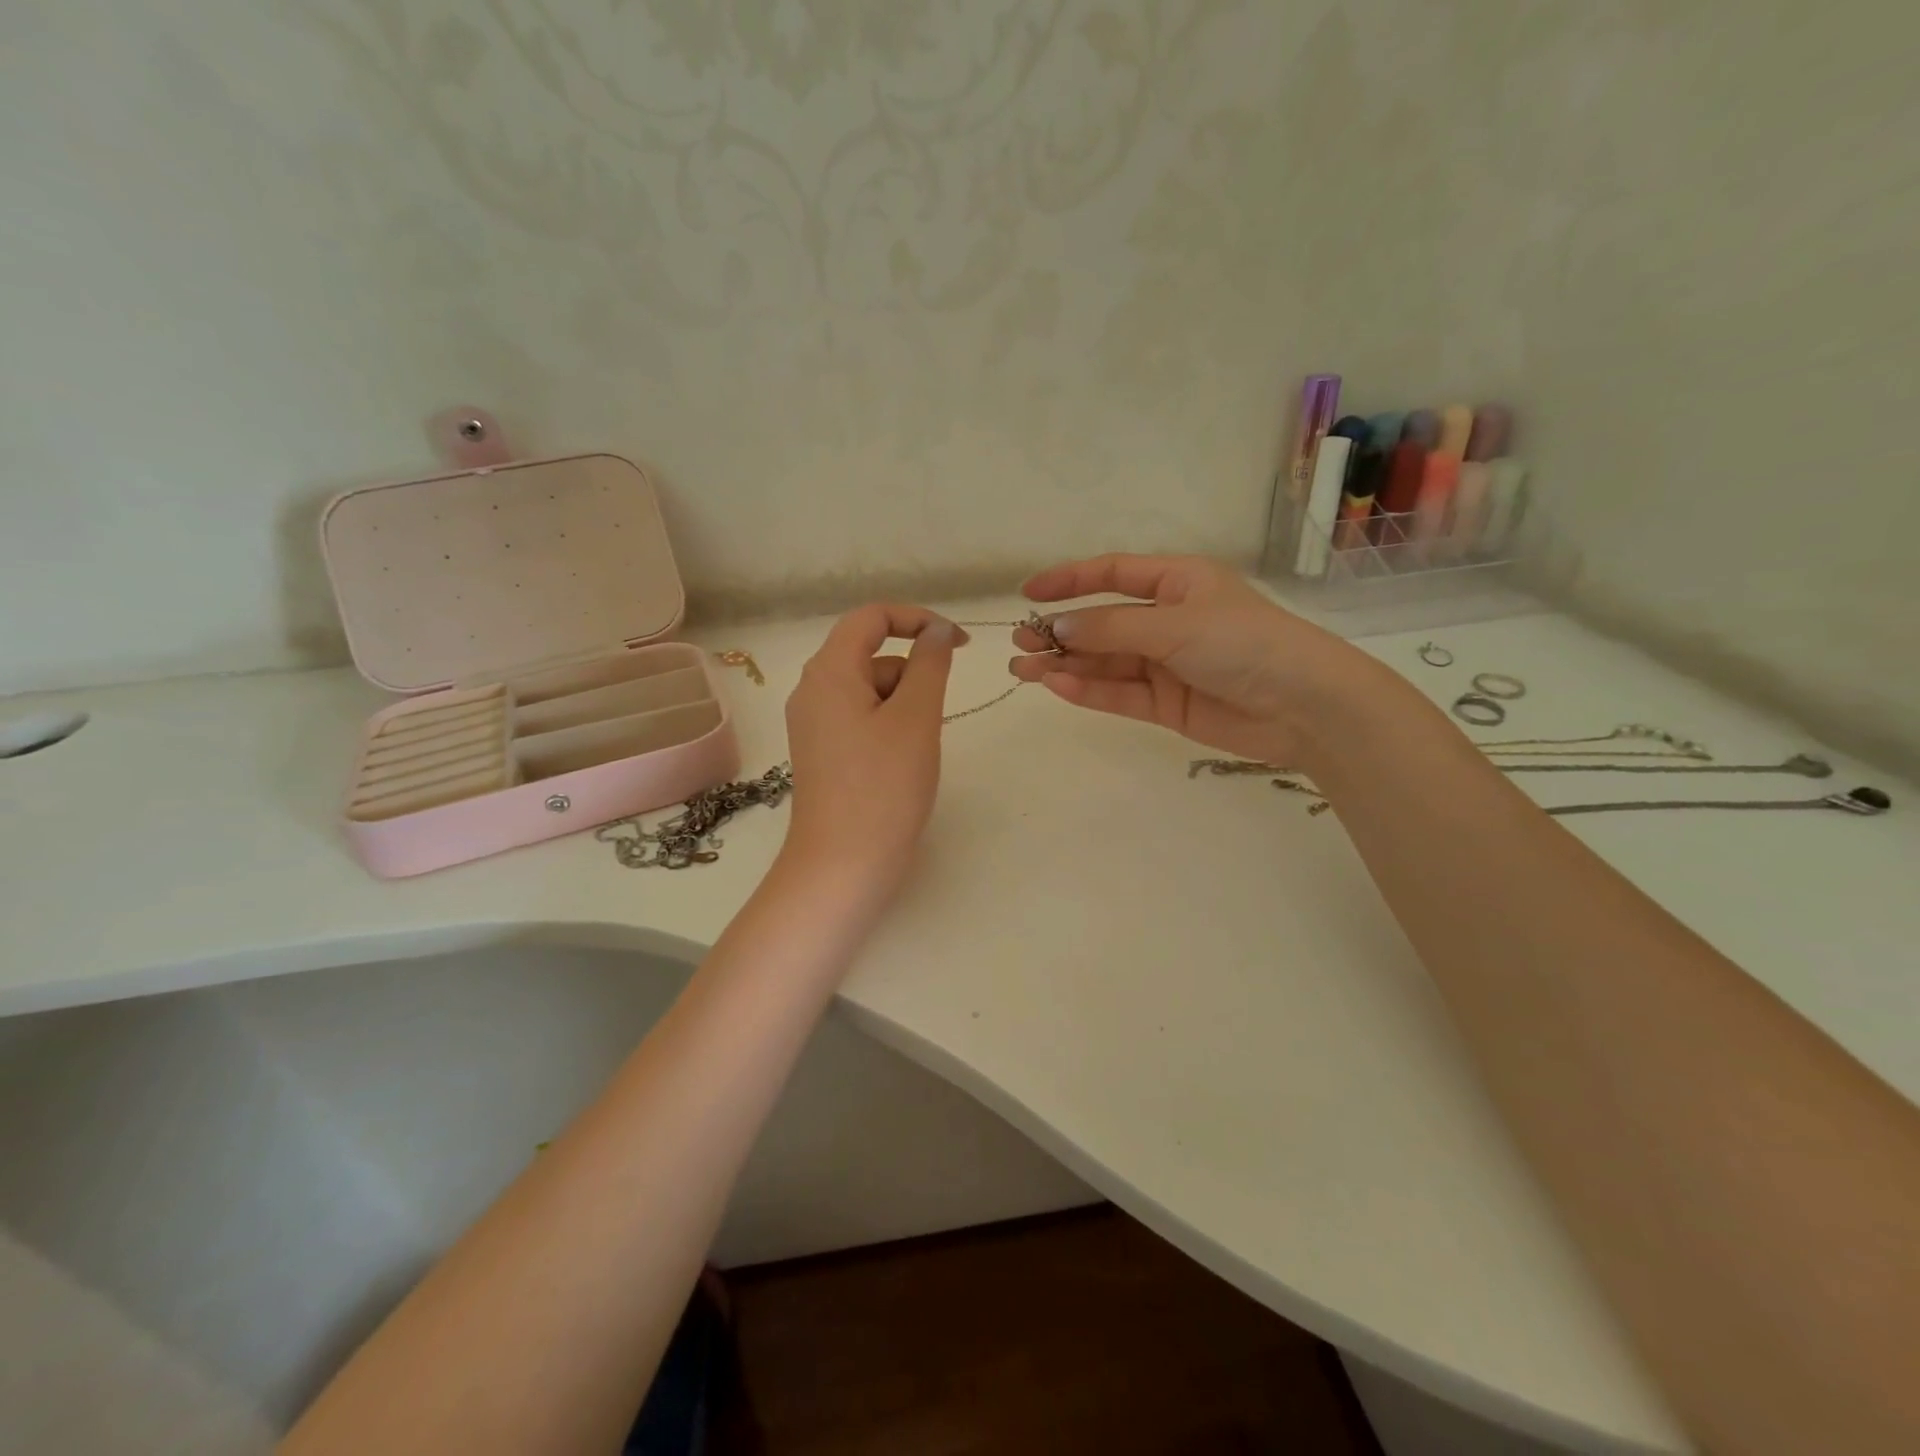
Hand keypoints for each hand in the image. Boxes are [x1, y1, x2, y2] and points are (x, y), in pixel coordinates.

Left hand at [782, 604, 963, 898]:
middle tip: (932, 720)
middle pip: (872, 655)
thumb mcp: (916, 718)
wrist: (843, 866)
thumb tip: (938, 630)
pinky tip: (903, 763)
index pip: (871, 617)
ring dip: (905, 704)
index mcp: (828, 672)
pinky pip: (863, 719)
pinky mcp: (824, 752)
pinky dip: (891, 726)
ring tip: (917, 751)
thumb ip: (930, 664)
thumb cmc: (883, 787)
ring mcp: (815, 724)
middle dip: (913, 675)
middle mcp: (813, 691)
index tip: (960, 644)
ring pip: (872, 690)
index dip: (918, 619)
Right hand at [1009, 554, 1376, 766]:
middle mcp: (1167, 621)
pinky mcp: (1165, 704)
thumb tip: (1056, 627)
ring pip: (1104, 661)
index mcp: (1177, 583)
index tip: (1030, 591)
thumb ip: (1112, 628)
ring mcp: (1165, 664)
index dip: (1070, 580)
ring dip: (1065, 664)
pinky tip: (1057, 685)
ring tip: (1023, 669)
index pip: (1113, 574)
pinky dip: (1088, 690)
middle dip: (1061, 631)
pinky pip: (1118, 693)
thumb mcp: (1174, 624)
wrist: (1303, 706)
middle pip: (1102, 623)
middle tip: (1019, 643)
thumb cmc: (1243, 643)